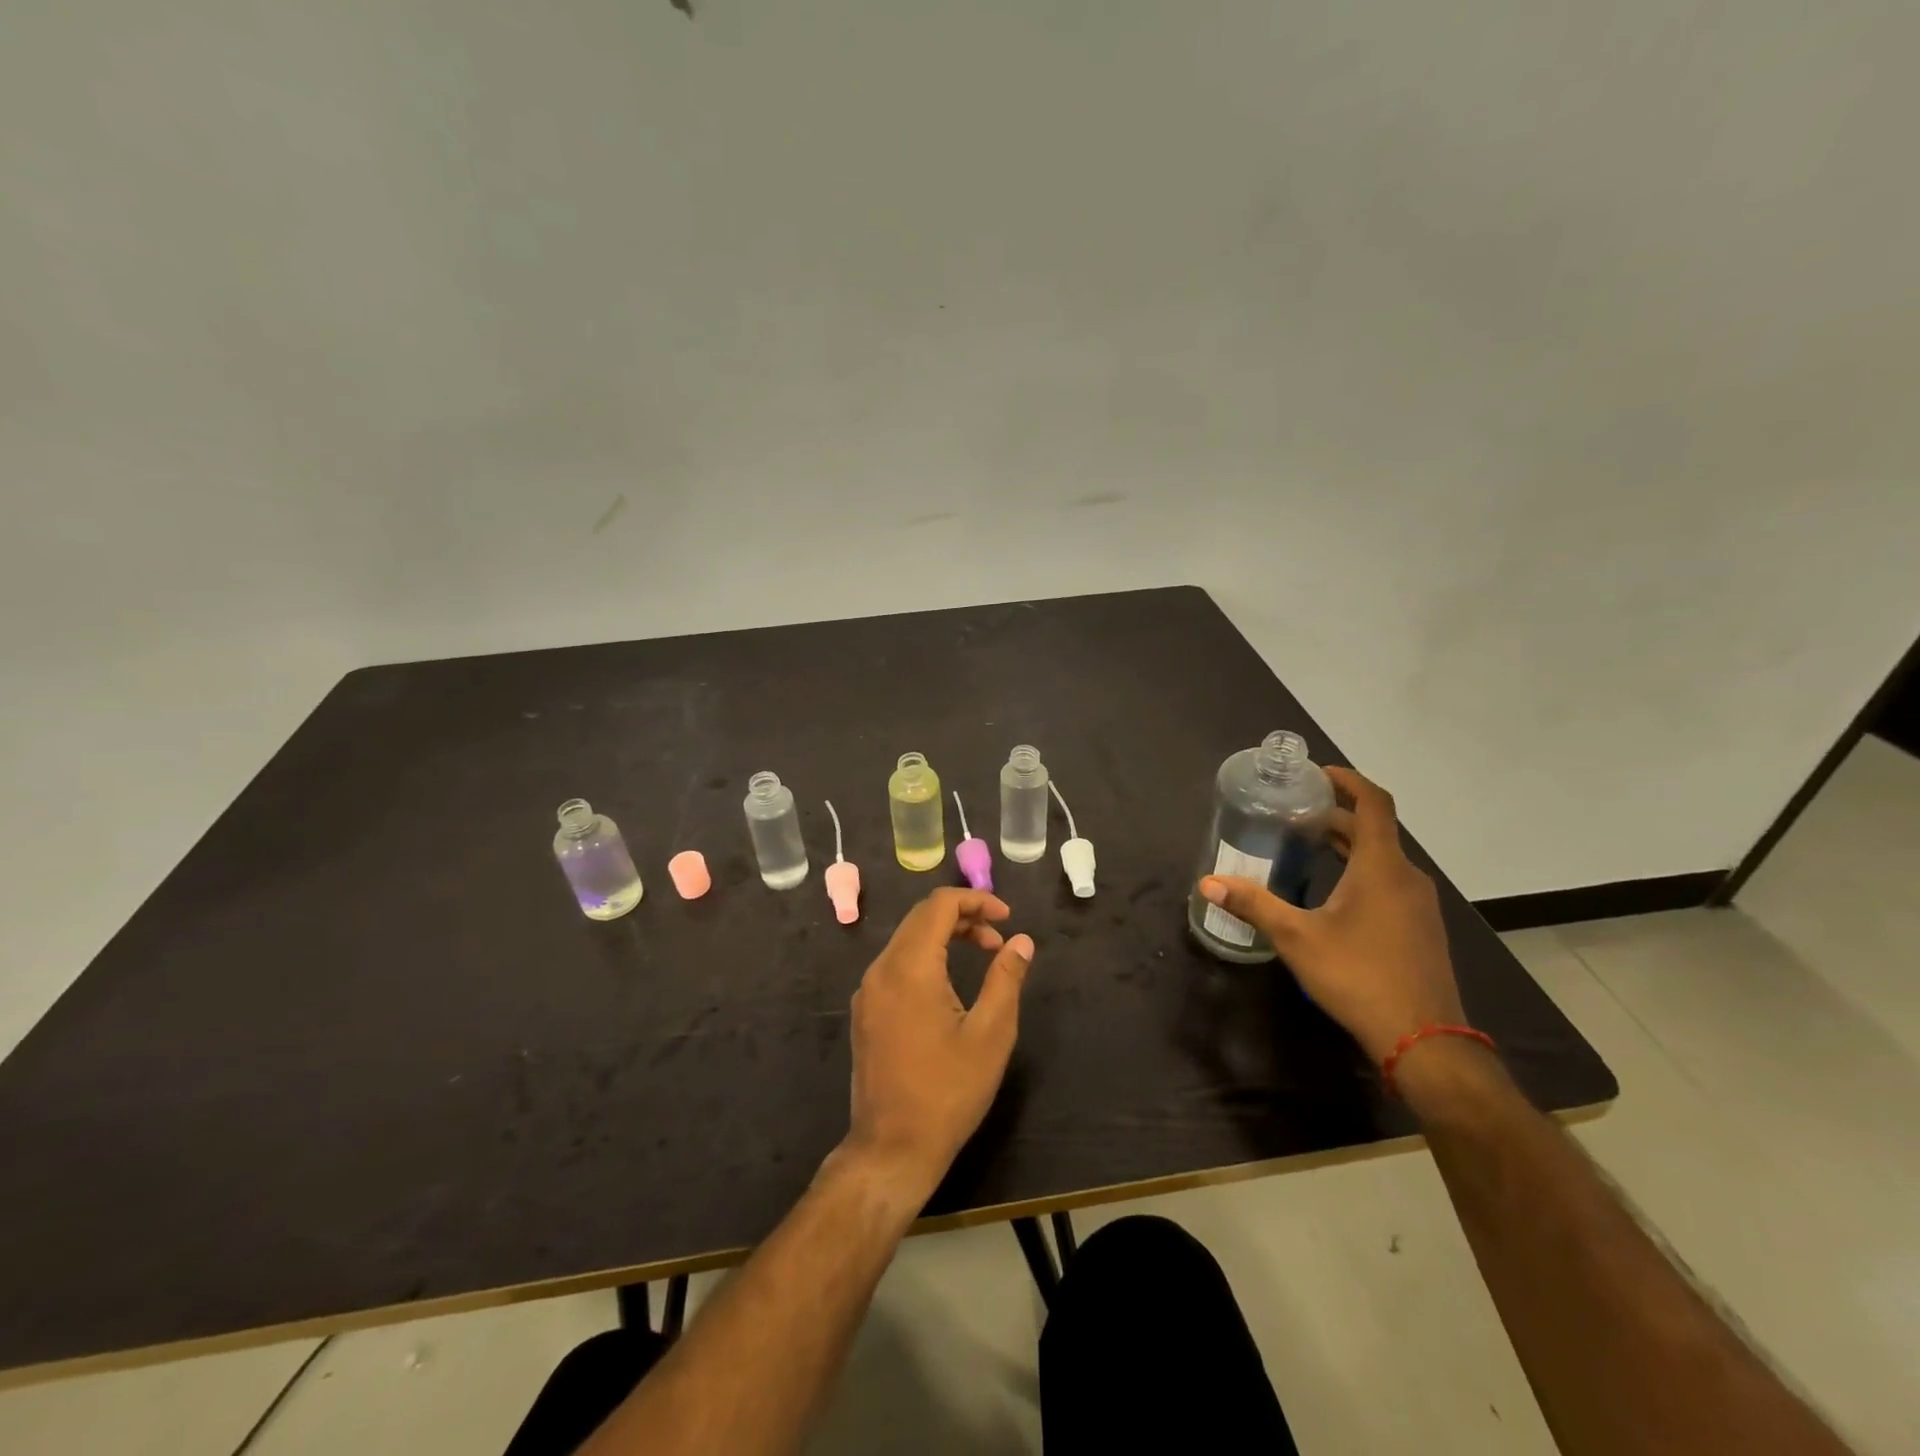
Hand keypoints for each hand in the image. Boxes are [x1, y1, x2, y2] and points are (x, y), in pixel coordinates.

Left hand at [839, 888, 1034, 1204]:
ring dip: (945, 936)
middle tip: (999, 939)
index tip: (1007, 918)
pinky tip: (948, 984)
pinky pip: (895, 964)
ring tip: (983, 955)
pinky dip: (925, 957)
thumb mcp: (990, 1034)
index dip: (976, 900)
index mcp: (909, 967)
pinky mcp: (865, 1011)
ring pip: (907, 939)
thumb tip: (1022, 941)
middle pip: (921, 917)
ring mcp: (867, 991)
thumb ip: (1006, 979)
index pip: (939, 905)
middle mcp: (881, 969)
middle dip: (963, 916)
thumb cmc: (947, 1092)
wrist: (891, 1149)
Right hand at [1198, 767, 1462, 1063]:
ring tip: (1305, 846)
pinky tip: (1331, 893)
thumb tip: (1208, 883)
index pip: (1373, 803)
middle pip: (1373, 830)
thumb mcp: (1297, 938)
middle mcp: (1407, 877)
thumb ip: (1253, 904)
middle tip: (1293, 814)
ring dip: (1346, 845)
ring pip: (1381, 858)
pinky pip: (1389, 882)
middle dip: (1334, 816)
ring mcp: (1419, 905)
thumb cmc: (1359, 976)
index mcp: (1381, 867)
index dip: (1348, 780)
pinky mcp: (1420, 928)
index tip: (1317, 773)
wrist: (1424, 1041)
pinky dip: (1360, 871)